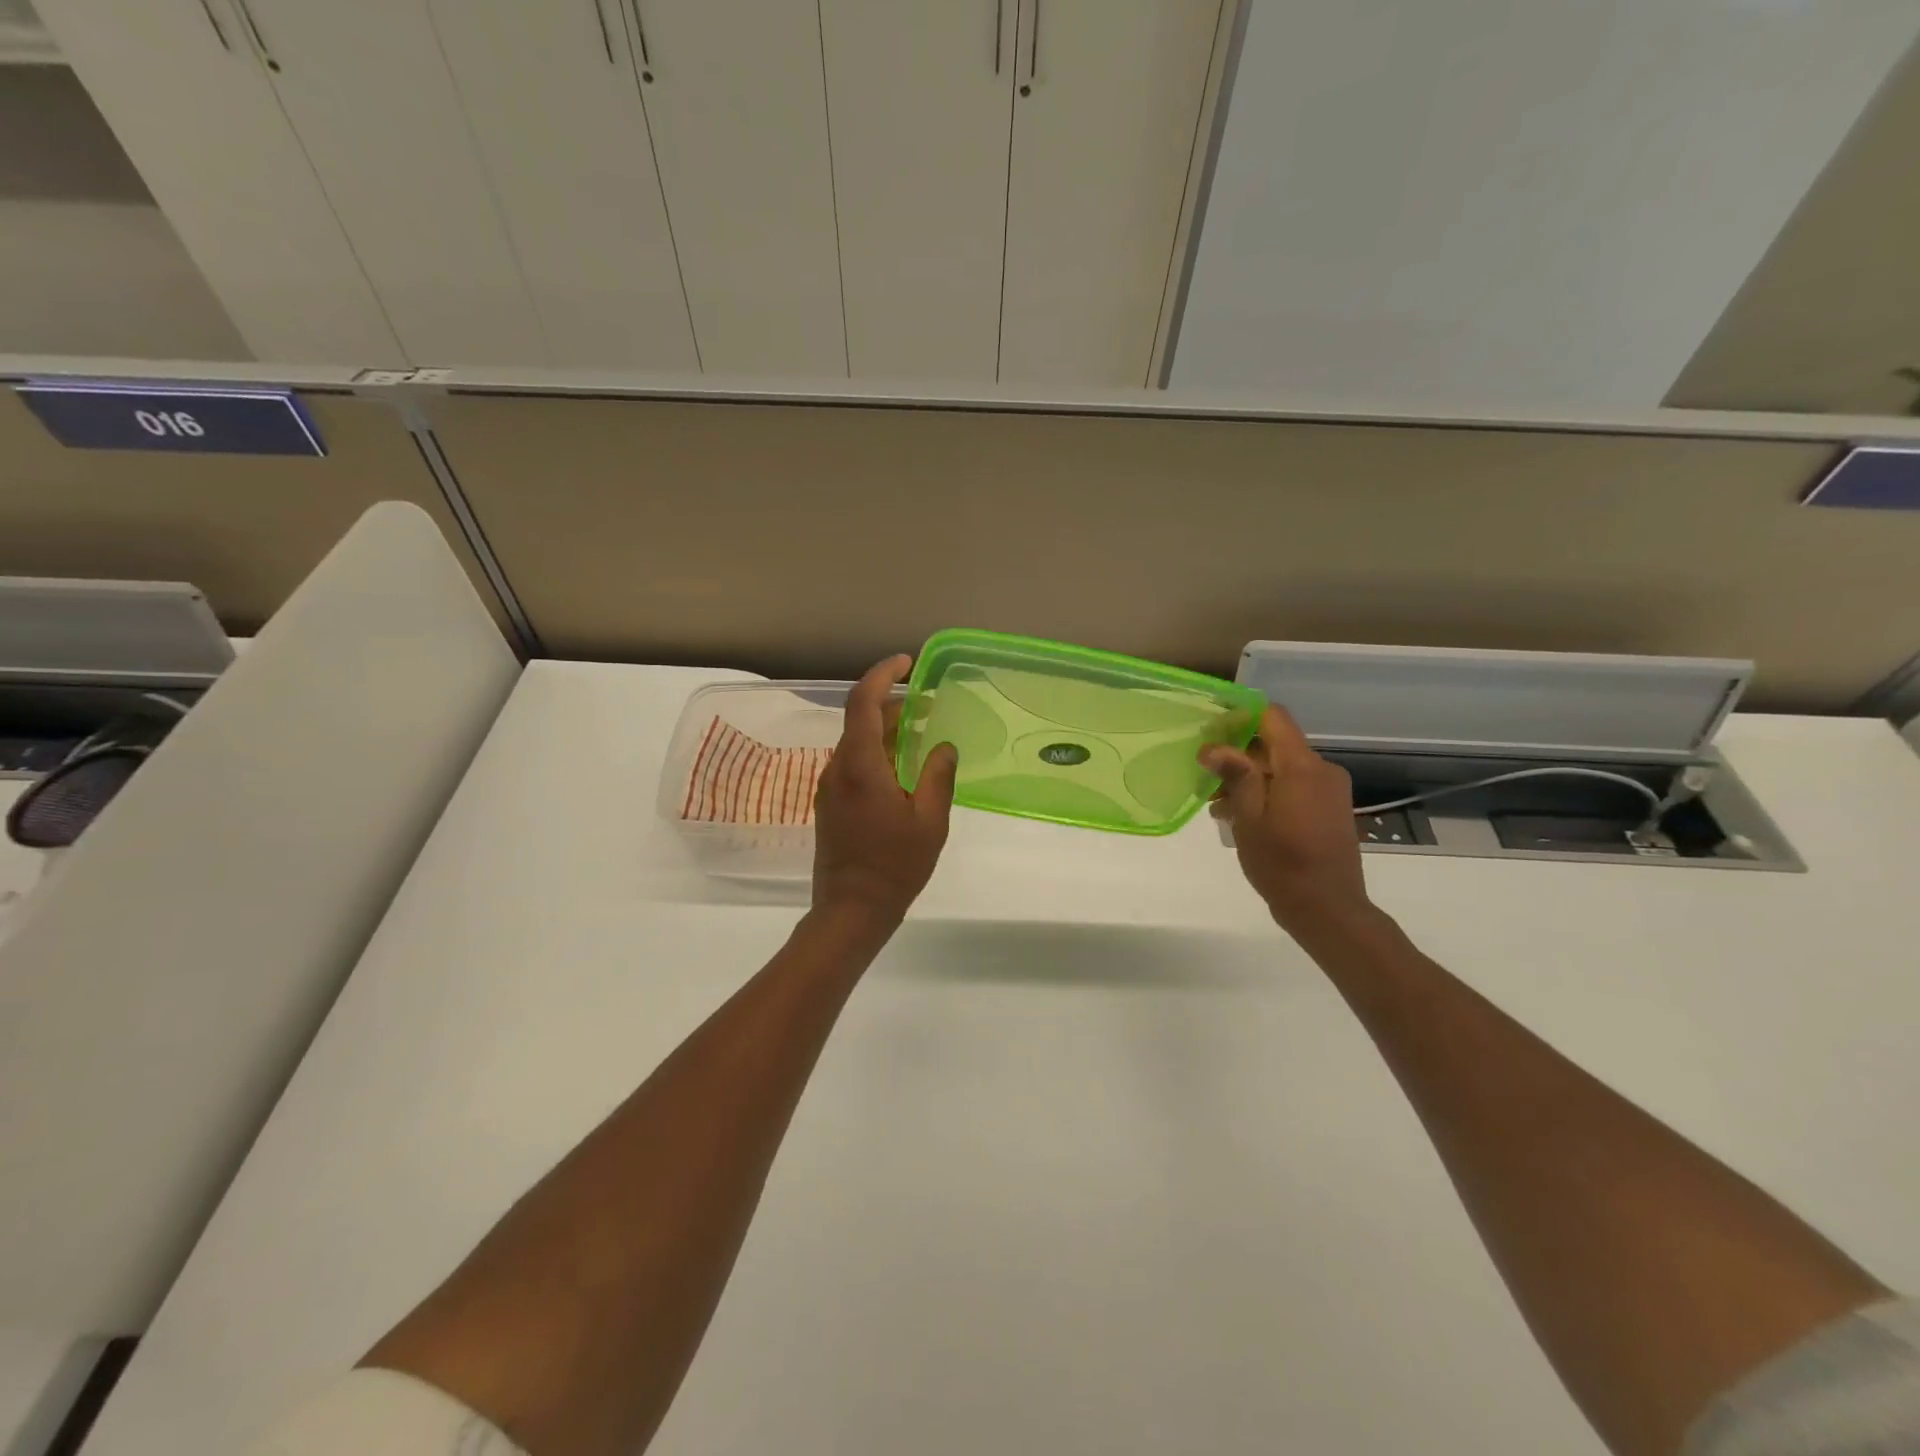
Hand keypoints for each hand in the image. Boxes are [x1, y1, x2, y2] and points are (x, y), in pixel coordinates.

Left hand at [812, 655, 958, 925]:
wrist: (850, 910)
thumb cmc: (894, 866)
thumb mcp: (930, 821)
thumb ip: (938, 776)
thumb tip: (944, 747)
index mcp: (860, 766)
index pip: (863, 701)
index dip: (882, 674)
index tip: (907, 663)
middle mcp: (837, 768)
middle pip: (859, 719)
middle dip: (891, 703)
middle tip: (927, 705)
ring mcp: (829, 786)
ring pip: (855, 741)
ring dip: (884, 729)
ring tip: (920, 733)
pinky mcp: (830, 803)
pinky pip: (852, 762)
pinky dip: (876, 751)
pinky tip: (902, 767)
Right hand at [1200, 705, 1371, 933]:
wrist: (1328, 909)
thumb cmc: (1282, 863)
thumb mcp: (1249, 818)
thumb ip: (1235, 776)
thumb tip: (1213, 746)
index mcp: (1302, 767)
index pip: (1273, 717)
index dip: (1240, 717)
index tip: (1211, 733)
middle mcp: (1322, 770)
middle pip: (1275, 743)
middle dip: (1238, 755)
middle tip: (1205, 777)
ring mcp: (1329, 790)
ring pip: (1282, 767)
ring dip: (1250, 778)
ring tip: (1218, 806)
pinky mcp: (1330, 809)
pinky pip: (1294, 786)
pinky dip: (1267, 793)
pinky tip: (1242, 817)